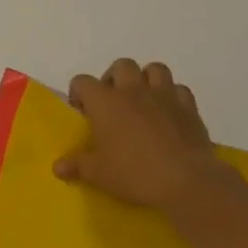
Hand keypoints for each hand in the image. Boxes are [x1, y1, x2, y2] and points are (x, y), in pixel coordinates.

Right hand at [54, 59, 220, 209]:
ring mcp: (163, 96)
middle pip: (121, 65)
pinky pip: (179, 89)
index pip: (82, 81)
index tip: (83, 113)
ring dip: (146, 79)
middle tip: (113, 103)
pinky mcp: (189, 108)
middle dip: (115, 79)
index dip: (79, 94)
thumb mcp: (98, 174)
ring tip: (143, 101)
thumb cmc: (134, 174)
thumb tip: (57, 167)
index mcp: (104, 101)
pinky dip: (173, 96)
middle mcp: (132, 90)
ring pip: (154, 69)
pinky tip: (169, 113)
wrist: (186, 182)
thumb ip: (77, 166)